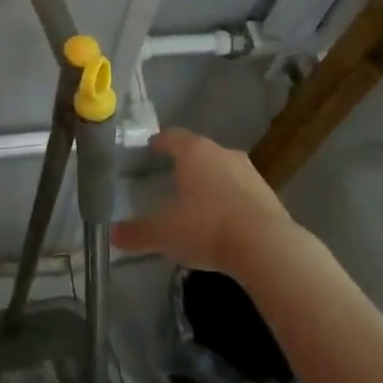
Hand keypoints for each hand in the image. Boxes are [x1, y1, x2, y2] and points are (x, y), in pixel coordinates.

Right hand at [111, 128, 293, 273]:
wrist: (265, 246)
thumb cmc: (206, 228)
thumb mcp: (164, 234)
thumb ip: (137, 233)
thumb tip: (113, 235)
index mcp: (194, 152)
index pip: (173, 137)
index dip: (160, 142)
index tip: (151, 148)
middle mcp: (223, 154)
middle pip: (200, 151)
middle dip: (186, 162)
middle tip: (172, 175)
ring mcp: (249, 172)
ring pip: (224, 169)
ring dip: (212, 180)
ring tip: (199, 200)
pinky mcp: (269, 194)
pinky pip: (242, 190)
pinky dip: (231, 199)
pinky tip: (224, 219)